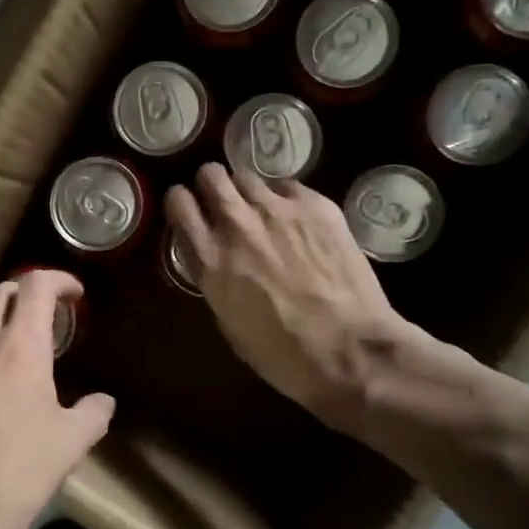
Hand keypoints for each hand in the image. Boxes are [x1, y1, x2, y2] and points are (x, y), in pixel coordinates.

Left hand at [0, 268, 114, 528]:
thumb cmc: (8, 479)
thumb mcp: (66, 449)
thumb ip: (91, 415)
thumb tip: (101, 402)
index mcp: (16, 348)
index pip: (35, 284)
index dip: (59, 280)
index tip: (76, 295)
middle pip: (0, 293)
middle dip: (28, 294)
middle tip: (51, 317)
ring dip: (0, 319)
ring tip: (21, 346)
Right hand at [164, 164, 457, 432]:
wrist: (349, 350)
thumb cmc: (283, 354)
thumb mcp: (229, 323)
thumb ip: (216, 280)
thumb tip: (218, 262)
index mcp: (211, 259)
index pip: (179, 203)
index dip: (182, 204)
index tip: (190, 212)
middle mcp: (238, 224)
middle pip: (210, 174)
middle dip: (212, 185)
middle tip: (223, 204)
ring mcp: (278, 210)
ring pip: (248, 175)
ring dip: (248, 192)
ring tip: (262, 212)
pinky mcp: (317, 206)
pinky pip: (289, 187)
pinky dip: (286, 199)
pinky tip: (298, 221)